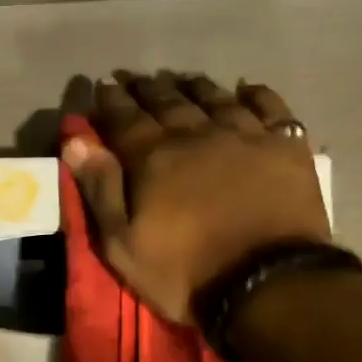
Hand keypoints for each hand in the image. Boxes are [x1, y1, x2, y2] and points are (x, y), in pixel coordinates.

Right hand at [64, 72, 329, 324]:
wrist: (266, 283)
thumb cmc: (183, 271)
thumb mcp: (122, 243)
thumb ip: (99, 189)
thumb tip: (76, 141)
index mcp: (153, 157)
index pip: (124, 119)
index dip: (110, 101)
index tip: (101, 85)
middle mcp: (196, 134)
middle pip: (167, 102)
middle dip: (147, 88)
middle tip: (135, 78)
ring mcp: (245, 137)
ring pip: (215, 98)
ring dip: (194, 86)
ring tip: (181, 79)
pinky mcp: (286, 148)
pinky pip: (270, 108)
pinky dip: (256, 95)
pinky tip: (246, 88)